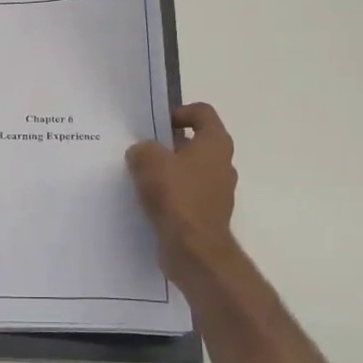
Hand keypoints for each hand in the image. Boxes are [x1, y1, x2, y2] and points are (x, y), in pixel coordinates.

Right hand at [127, 103, 240, 287]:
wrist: (194, 250)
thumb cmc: (177, 196)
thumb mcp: (149, 161)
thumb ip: (143, 149)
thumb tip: (142, 153)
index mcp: (215, 143)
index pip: (202, 112)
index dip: (179, 112)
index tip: (156, 124)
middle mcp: (222, 164)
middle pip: (194, 142)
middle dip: (168, 144)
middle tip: (141, 150)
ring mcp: (217, 191)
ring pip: (189, 170)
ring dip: (167, 170)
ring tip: (139, 176)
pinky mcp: (207, 214)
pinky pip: (186, 194)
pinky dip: (169, 194)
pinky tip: (147, 200)